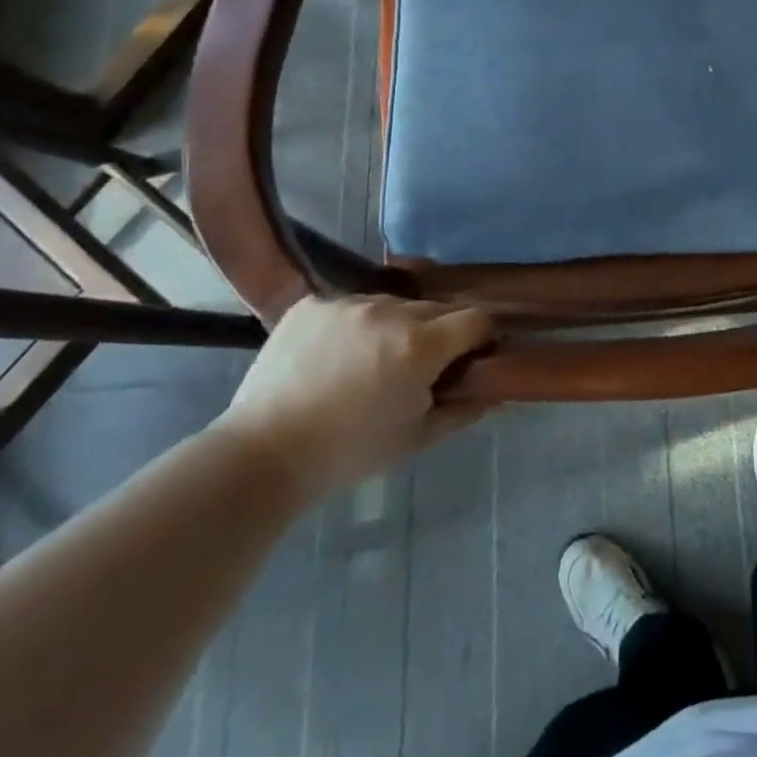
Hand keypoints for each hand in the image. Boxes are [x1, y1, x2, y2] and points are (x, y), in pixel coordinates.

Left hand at [214, 295, 494, 501]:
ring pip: (392, 304)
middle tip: (423, 365)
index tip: (475, 354)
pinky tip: (336, 355)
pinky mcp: (312, 304)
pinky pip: (350, 305)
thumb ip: (462, 410)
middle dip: (440, 332)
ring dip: (397, 325)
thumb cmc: (349, 452)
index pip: (476, 319)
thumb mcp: (416, 438)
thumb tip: (492, 392)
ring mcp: (347, 303)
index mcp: (420, 345)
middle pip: (436, 308)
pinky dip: (355, 325)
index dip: (483, 336)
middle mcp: (389, 312)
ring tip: (373, 360)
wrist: (263, 454)